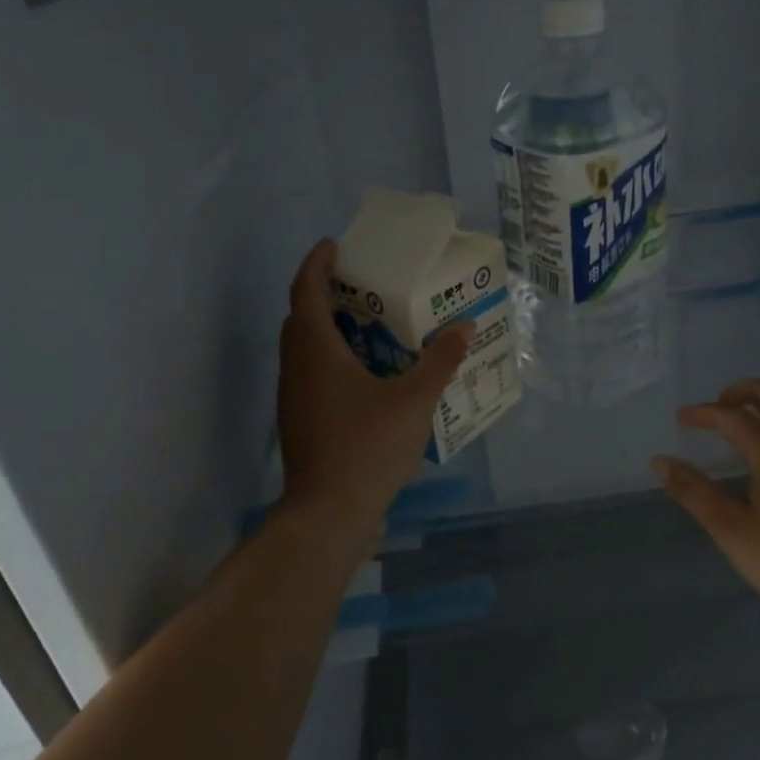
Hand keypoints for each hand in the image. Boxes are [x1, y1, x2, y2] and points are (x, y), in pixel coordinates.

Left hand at [275, 240, 471, 555]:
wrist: (328, 515)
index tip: (335, 245)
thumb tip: (464, 327)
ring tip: (371, 324)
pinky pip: (313, 373)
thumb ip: (440, 361)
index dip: (317, 263)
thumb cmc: (367, 447)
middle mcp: (296, 367)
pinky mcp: (301, 421)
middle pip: (302, 316)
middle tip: (363, 283)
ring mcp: (294, 397)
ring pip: (306, 348)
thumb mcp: (414, 401)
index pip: (306, 290)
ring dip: (330, 329)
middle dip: (326, 293)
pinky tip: (369, 373)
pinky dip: (334, 359)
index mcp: (315, 350)